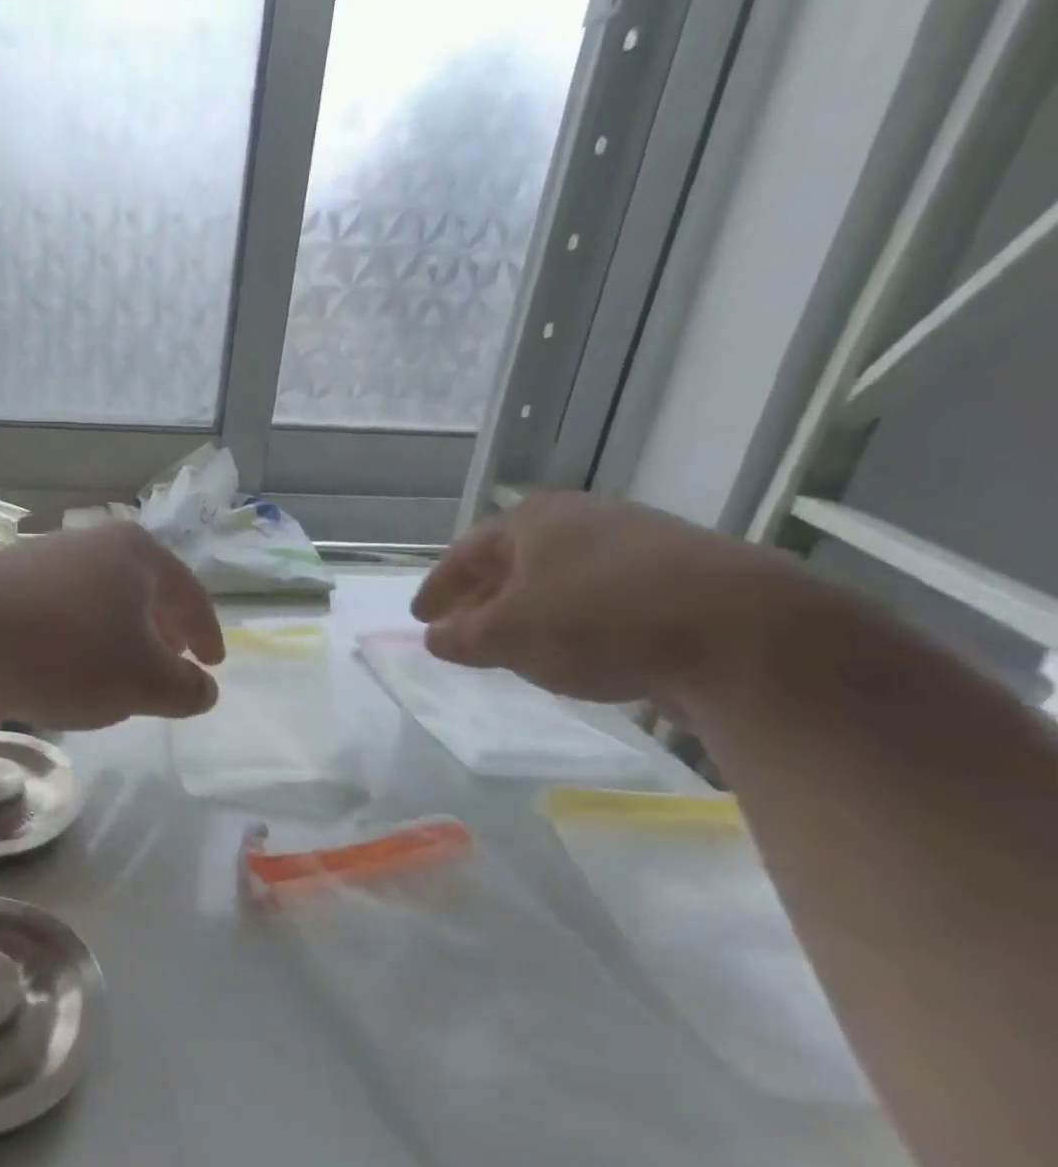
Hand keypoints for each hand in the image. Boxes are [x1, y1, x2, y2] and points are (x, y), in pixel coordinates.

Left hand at [0, 522, 225, 728]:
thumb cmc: (69, 653)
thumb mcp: (145, 682)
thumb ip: (186, 688)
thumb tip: (205, 689)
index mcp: (137, 554)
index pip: (189, 593)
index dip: (206, 632)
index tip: (214, 663)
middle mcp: (92, 542)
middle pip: (143, 587)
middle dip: (163, 628)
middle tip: (173, 660)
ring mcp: (44, 555)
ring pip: (100, 596)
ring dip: (118, 631)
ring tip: (119, 666)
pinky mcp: (3, 578)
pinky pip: (60, 607)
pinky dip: (78, 633)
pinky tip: (64, 662)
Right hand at [413, 493, 819, 705]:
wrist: (746, 634)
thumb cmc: (597, 622)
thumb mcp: (508, 635)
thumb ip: (462, 636)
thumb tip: (436, 636)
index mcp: (534, 521)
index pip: (467, 552)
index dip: (439, 586)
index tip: (420, 616)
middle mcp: (584, 520)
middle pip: (516, 558)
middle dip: (484, 593)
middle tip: (461, 624)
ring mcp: (640, 543)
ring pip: (563, 576)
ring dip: (531, 606)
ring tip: (516, 640)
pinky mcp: (684, 576)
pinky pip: (605, 595)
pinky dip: (577, 617)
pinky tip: (581, 646)